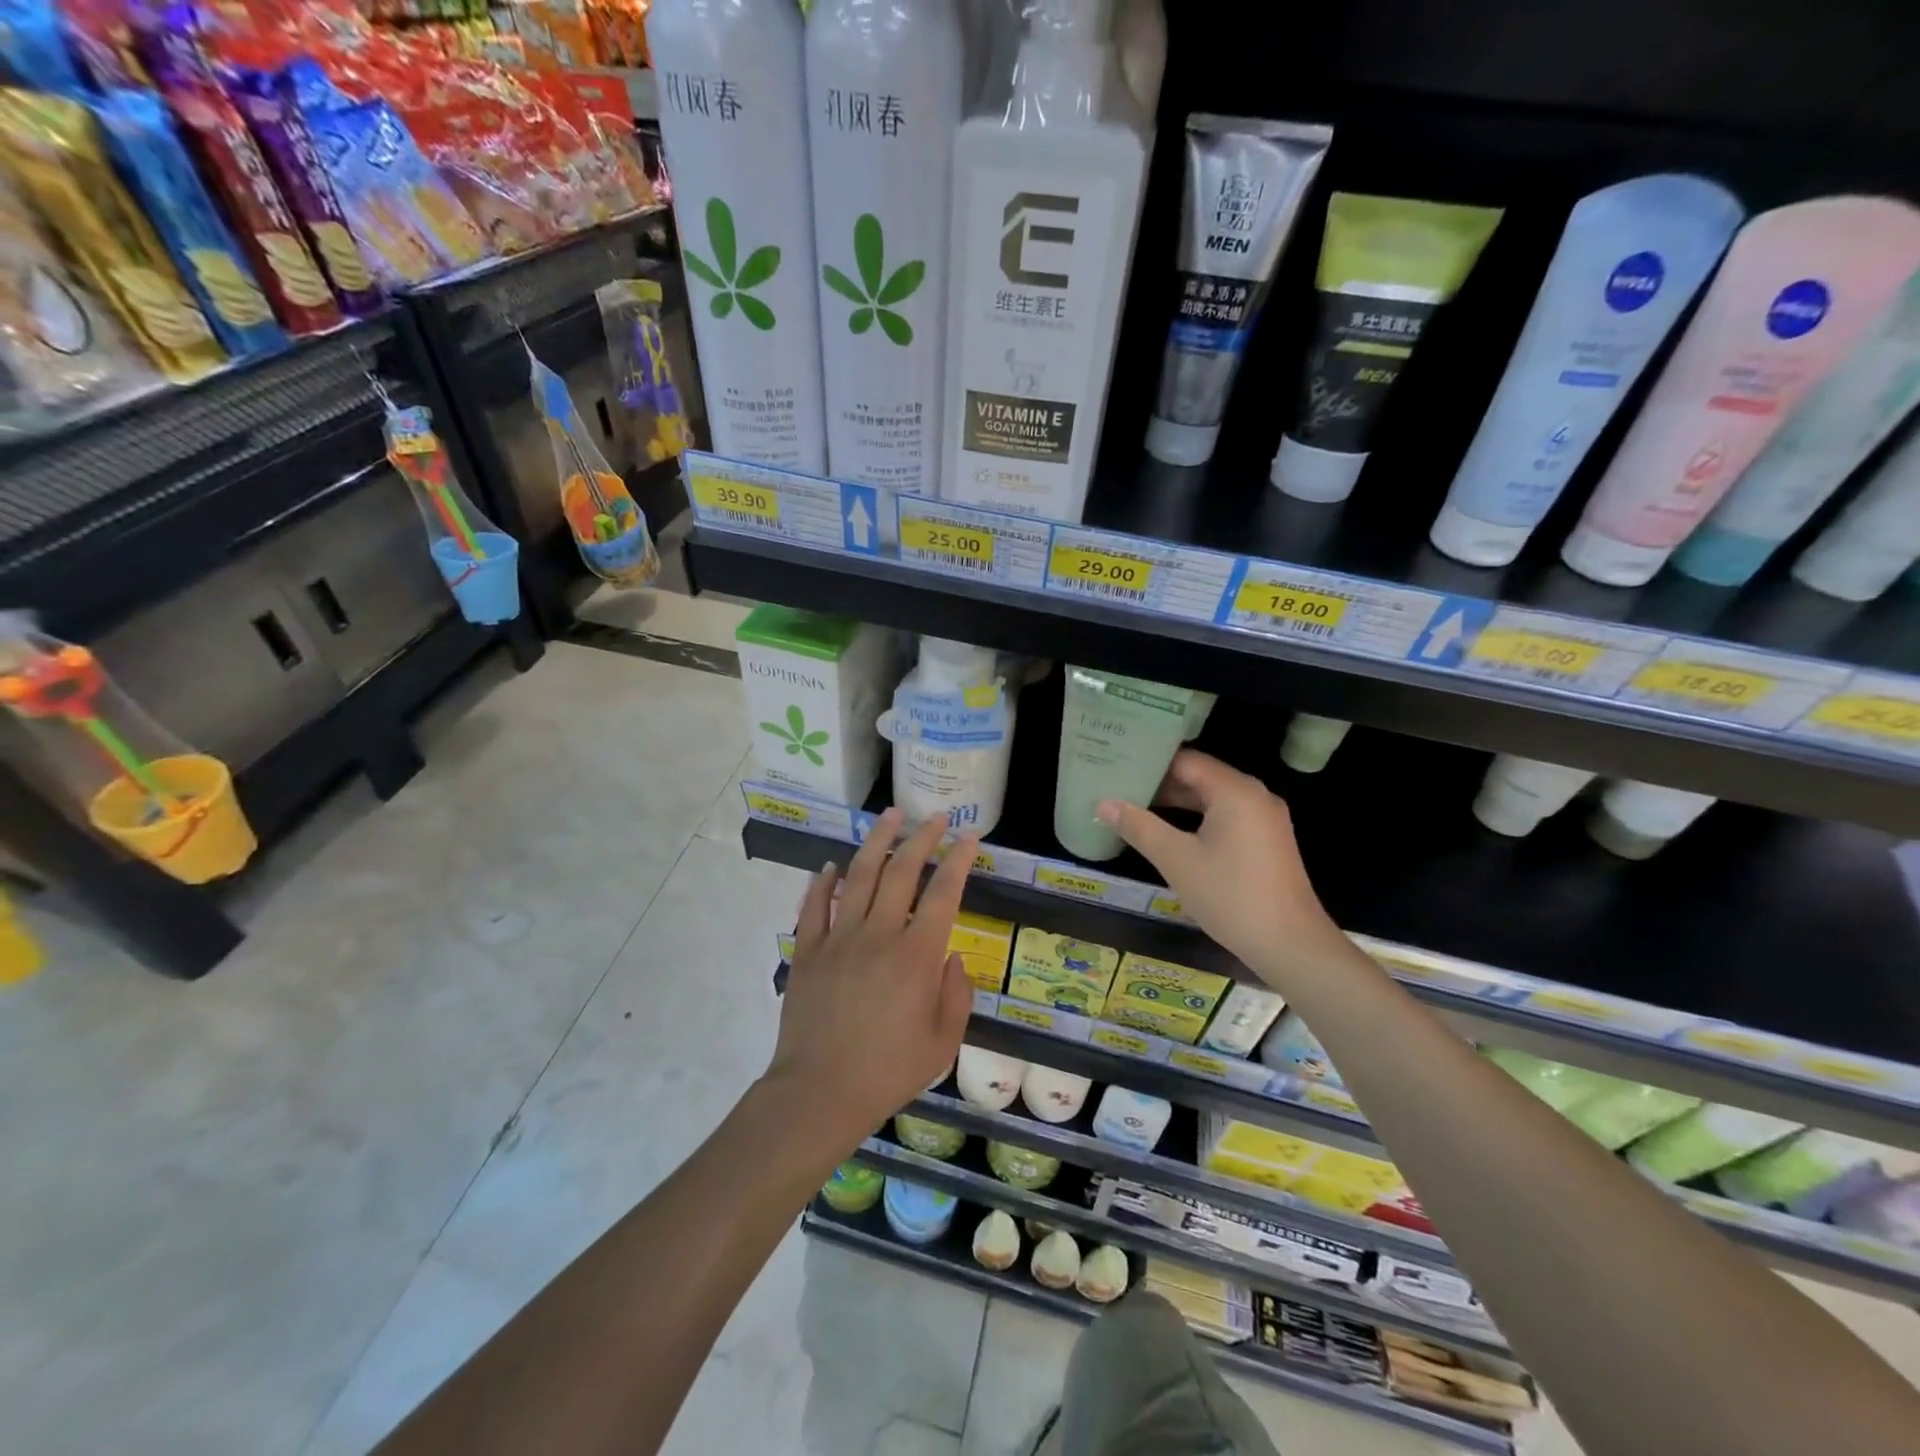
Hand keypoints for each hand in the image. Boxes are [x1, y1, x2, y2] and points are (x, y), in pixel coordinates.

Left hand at [766, 809, 976, 1157]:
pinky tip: (831, 865)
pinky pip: (814, 906)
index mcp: (917, 956)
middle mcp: (878, 934)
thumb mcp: (943, 1043)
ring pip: (858, 876)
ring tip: (889, 816)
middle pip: (901, 871)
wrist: (819, 1093)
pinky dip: (823, 881)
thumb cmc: (888, 1072)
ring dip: (876, 842)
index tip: (969, 836)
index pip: (943, 893)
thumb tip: (952, 956)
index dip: (959, 860)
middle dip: (921, 838)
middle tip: (934, 817)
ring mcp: (838, 938)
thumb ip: (957, 994)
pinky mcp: (807, 951)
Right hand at [1097, 750, 1344, 983]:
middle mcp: (1254, 795)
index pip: (1184, 760)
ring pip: (1212, 798)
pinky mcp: (1266, 840)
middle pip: (1199, 776)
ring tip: (1134, 806)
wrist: (1290, 944)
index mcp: (1235, 790)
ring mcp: (1264, 818)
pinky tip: (1169, 832)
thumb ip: (1138, 827)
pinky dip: (1196, 818)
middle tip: (1118, 785)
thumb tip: (1103, 803)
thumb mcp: (1176, 860)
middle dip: (1159, 782)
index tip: (1116, 764)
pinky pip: (1225, 815)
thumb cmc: (1230, 895)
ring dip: (1176, 802)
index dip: (1149, 762)